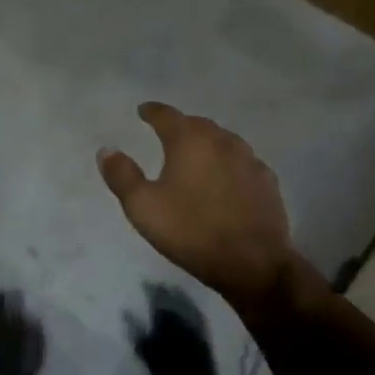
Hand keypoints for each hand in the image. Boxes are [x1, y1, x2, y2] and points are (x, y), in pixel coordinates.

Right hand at [99, 103, 295, 312]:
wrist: (253, 263)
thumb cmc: (191, 231)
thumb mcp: (143, 207)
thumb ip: (122, 175)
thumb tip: (107, 149)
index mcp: (189, 140)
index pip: (166, 115)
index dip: (152, 111)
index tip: (143, 110)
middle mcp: (221, 140)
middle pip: (197, 124)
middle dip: (181, 126)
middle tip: (167, 134)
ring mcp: (249, 159)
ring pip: (223, 141)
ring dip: (207, 143)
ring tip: (195, 154)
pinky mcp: (267, 181)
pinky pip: (242, 162)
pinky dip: (228, 163)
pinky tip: (226, 178)